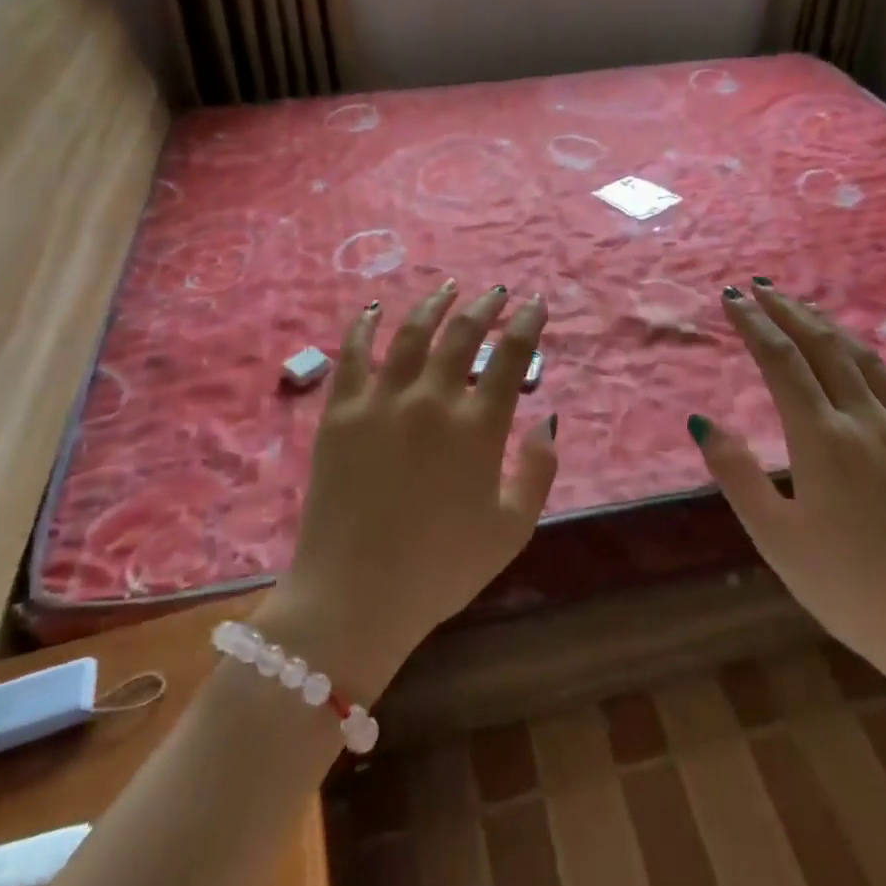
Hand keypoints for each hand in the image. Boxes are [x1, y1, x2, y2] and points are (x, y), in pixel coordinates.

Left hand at [269, 281, 557, 695]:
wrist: (354, 597)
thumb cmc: (440, 569)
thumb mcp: (512, 529)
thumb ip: (538, 470)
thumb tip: (545, 418)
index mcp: (478, 428)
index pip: (510, 357)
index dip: (527, 323)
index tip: (535, 304)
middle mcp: (432, 400)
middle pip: (462, 335)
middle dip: (485, 307)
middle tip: (496, 293)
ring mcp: (381, 401)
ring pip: (411, 333)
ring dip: (434, 305)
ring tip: (448, 289)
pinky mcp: (340, 412)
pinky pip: (353, 355)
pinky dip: (365, 327)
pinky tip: (376, 310)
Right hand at [689, 280, 885, 694]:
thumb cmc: (852, 590)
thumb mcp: (777, 539)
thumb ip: (737, 474)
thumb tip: (702, 420)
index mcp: (822, 439)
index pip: (780, 360)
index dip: (753, 323)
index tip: (731, 297)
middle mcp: (866, 420)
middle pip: (822, 346)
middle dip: (787, 310)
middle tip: (761, 287)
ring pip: (863, 358)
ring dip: (827, 326)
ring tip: (803, 310)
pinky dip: (864, 359)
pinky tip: (858, 365)